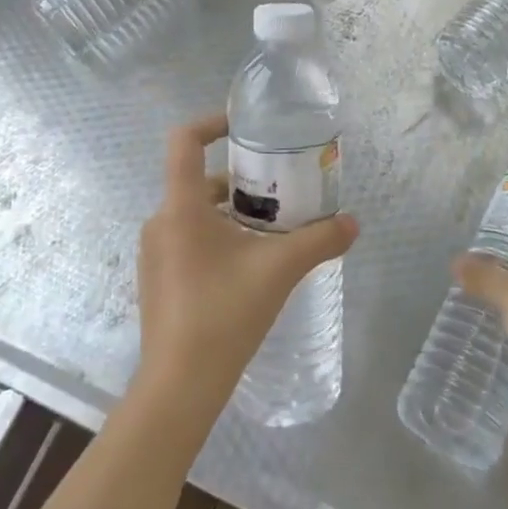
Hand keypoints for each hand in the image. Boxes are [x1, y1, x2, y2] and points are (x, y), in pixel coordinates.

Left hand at [135, 114, 357, 419]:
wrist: (180, 386)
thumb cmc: (225, 313)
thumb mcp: (280, 270)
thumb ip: (319, 240)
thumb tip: (353, 224)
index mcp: (182, 207)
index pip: (185, 141)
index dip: (212, 123)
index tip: (245, 127)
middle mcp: (161, 221)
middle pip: (198, 180)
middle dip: (239, 178)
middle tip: (277, 187)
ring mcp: (155, 253)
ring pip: (195, 212)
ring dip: (231, 211)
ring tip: (271, 228)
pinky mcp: (157, 279)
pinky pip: (187, 239)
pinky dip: (217, 236)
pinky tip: (248, 264)